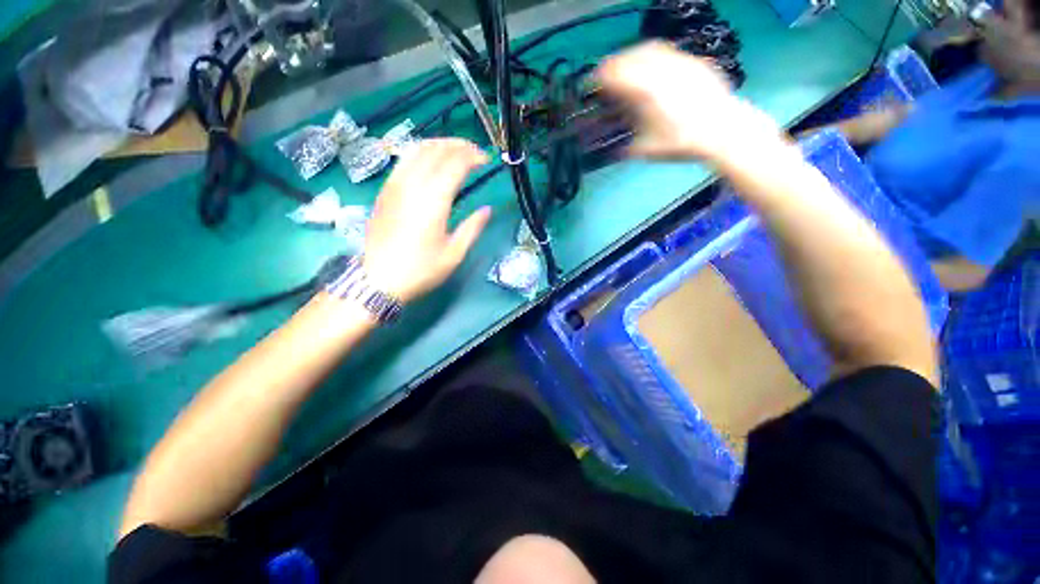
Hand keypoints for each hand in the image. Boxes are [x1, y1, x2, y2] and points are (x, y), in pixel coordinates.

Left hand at [362, 139, 491, 302]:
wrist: (378, 279)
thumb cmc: (420, 270)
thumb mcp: (454, 254)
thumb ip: (472, 228)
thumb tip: (487, 210)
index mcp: (433, 201)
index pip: (455, 163)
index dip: (473, 156)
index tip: (486, 160)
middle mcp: (413, 185)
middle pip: (436, 150)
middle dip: (459, 145)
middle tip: (475, 152)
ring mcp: (395, 184)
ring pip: (417, 149)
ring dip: (439, 144)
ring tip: (456, 150)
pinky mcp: (385, 189)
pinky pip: (404, 159)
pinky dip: (421, 151)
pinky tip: (430, 160)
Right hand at [597, 41, 782, 165]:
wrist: (723, 130)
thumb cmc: (681, 142)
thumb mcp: (646, 149)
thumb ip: (626, 144)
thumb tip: (613, 146)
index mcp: (644, 90)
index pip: (613, 74)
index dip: (598, 77)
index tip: (590, 84)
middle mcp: (660, 69)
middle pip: (628, 56)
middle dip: (613, 64)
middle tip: (606, 76)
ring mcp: (679, 61)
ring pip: (648, 48)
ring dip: (632, 56)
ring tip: (627, 68)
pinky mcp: (693, 61)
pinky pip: (667, 51)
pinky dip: (652, 56)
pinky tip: (652, 69)